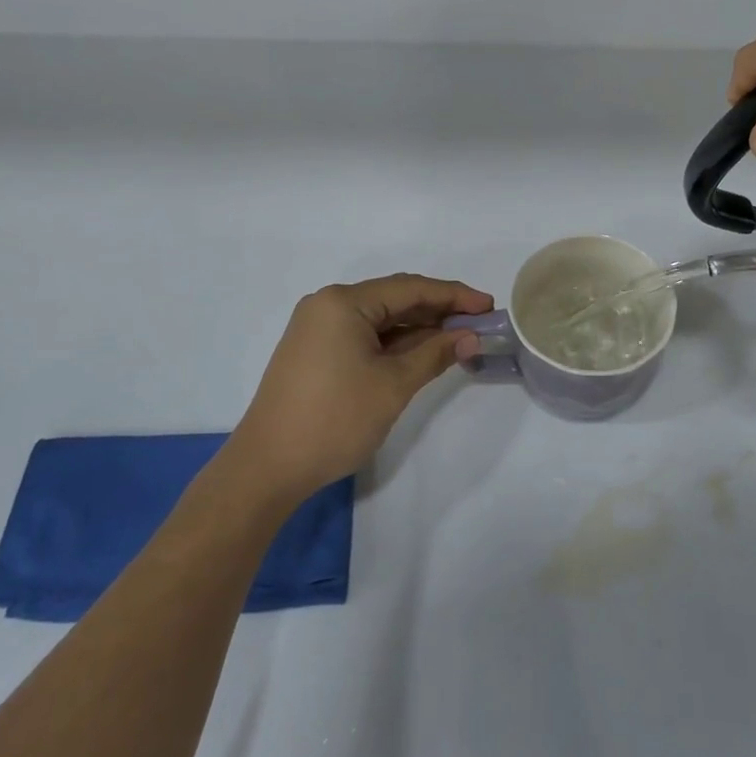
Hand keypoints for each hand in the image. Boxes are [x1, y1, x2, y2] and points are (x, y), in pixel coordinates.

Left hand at [225, 274, 491, 503]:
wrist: (267, 468)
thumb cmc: (335, 419)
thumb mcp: (393, 385)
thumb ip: (435, 353)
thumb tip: (471, 336)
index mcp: (344, 302)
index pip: (410, 288)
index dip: (454, 295)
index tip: (488, 305)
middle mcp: (328, 305)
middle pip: (394, 298)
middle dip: (437, 310)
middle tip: (478, 322)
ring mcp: (317, 328)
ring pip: (379, 318)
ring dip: (417, 328)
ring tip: (457, 338)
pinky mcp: (314, 351)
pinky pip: (363, 335)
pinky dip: (394, 342)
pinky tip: (421, 352)